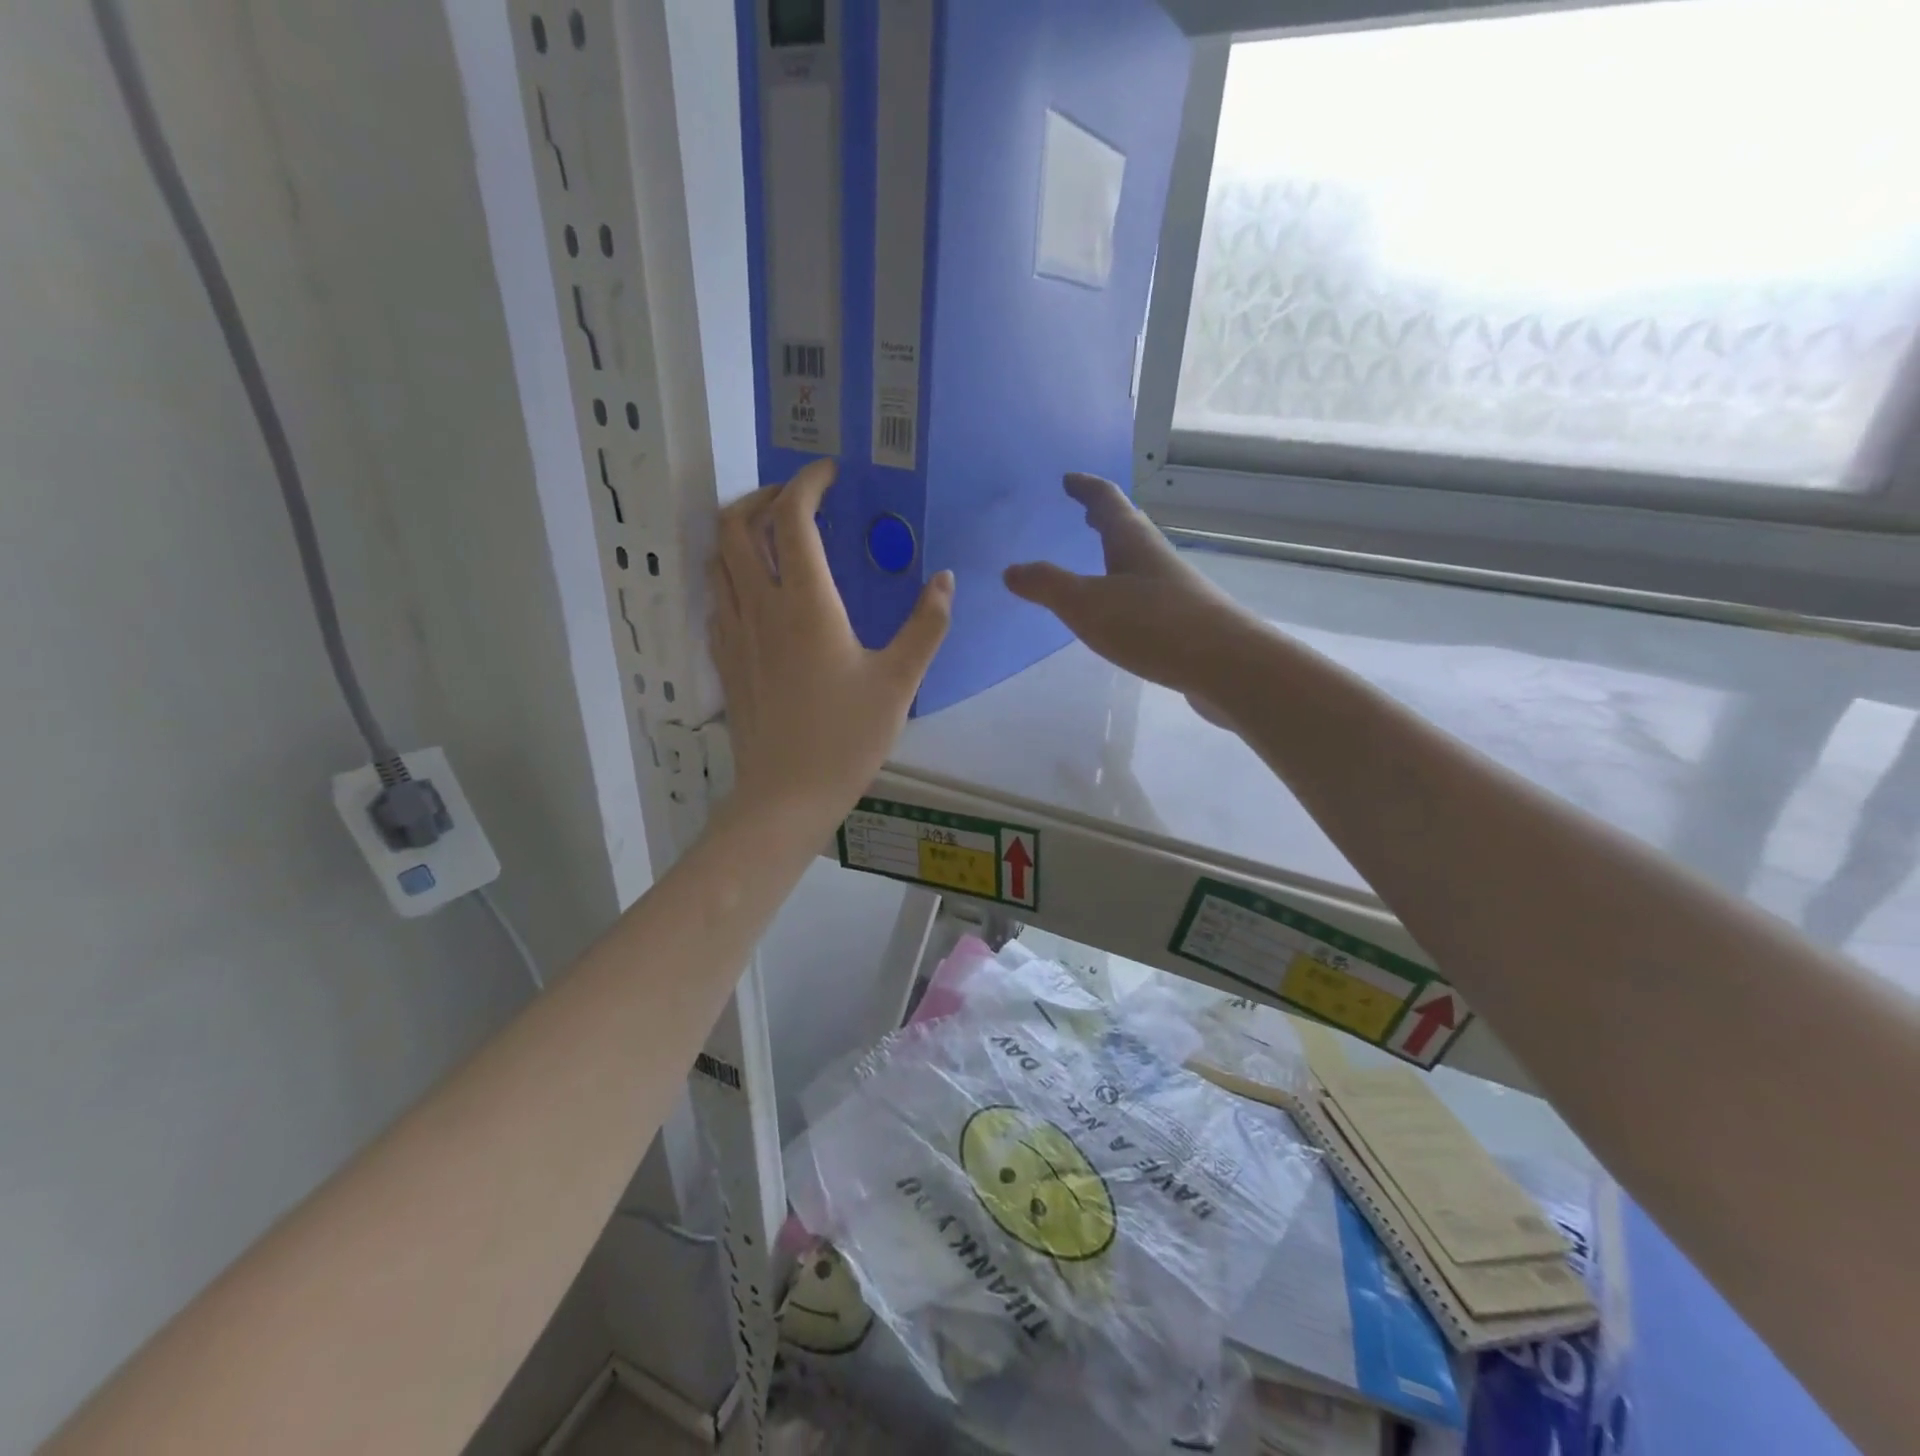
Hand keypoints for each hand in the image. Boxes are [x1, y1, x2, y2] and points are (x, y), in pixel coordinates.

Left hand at [710, 460, 953, 833]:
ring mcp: (734, 633)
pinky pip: (716, 595)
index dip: (806, 483)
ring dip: (740, 531)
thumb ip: (926, 626)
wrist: (785, 796)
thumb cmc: (846, 739)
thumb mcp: (899, 683)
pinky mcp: (725, 659)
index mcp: (806, 605)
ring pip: (717, 558)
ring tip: (774, 534)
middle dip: (763, 497)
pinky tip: (758, 589)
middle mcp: (760, 607)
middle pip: (736, 526)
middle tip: (798, 500)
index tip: (830, 475)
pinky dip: (731, 571)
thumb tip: (947, 580)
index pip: (791, 518)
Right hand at [1005, 474, 1254, 708]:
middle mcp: (1155, 558)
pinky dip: (1126, 590)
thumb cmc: (1153, 625)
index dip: (1086, 488)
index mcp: (1132, 542)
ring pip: (1138, 562)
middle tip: (1084, 513)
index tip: (1069, 479)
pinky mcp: (1184, 622)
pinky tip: (1121, 613)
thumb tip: (1011, 570)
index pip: (1107, 501)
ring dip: (1116, 555)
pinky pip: (1146, 594)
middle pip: (1128, 528)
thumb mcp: (1086, 604)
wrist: (1227, 666)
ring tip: (1098, 560)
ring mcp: (1174, 590)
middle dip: (1104, 518)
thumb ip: (1047, 586)